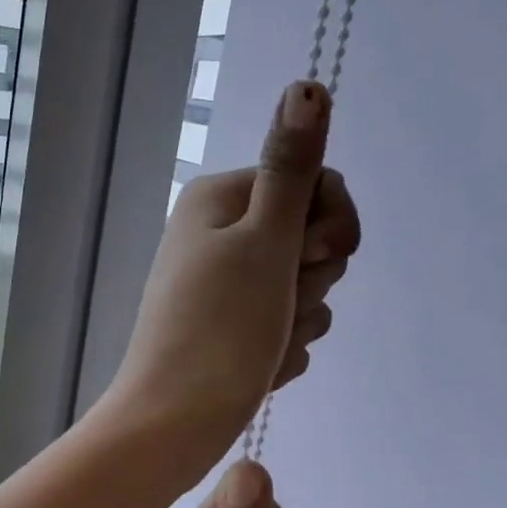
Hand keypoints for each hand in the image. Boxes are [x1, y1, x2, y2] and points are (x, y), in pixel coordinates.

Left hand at [103, 80, 361, 467]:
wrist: (175, 422)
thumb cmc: (220, 327)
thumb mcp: (264, 239)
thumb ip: (292, 166)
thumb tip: (306, 85)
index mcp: (221, 199)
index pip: (316, 184)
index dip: (331, 225)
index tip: (310, 256)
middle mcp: (219, 233)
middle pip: (313, 237)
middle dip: (311, 277)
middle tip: (277, 303)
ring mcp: (225, 284)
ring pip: (304, 287)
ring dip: (299, 319)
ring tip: (264, 342)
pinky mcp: (233, 327)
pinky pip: (286, 326)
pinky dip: (282, 348)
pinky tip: (258, 366)